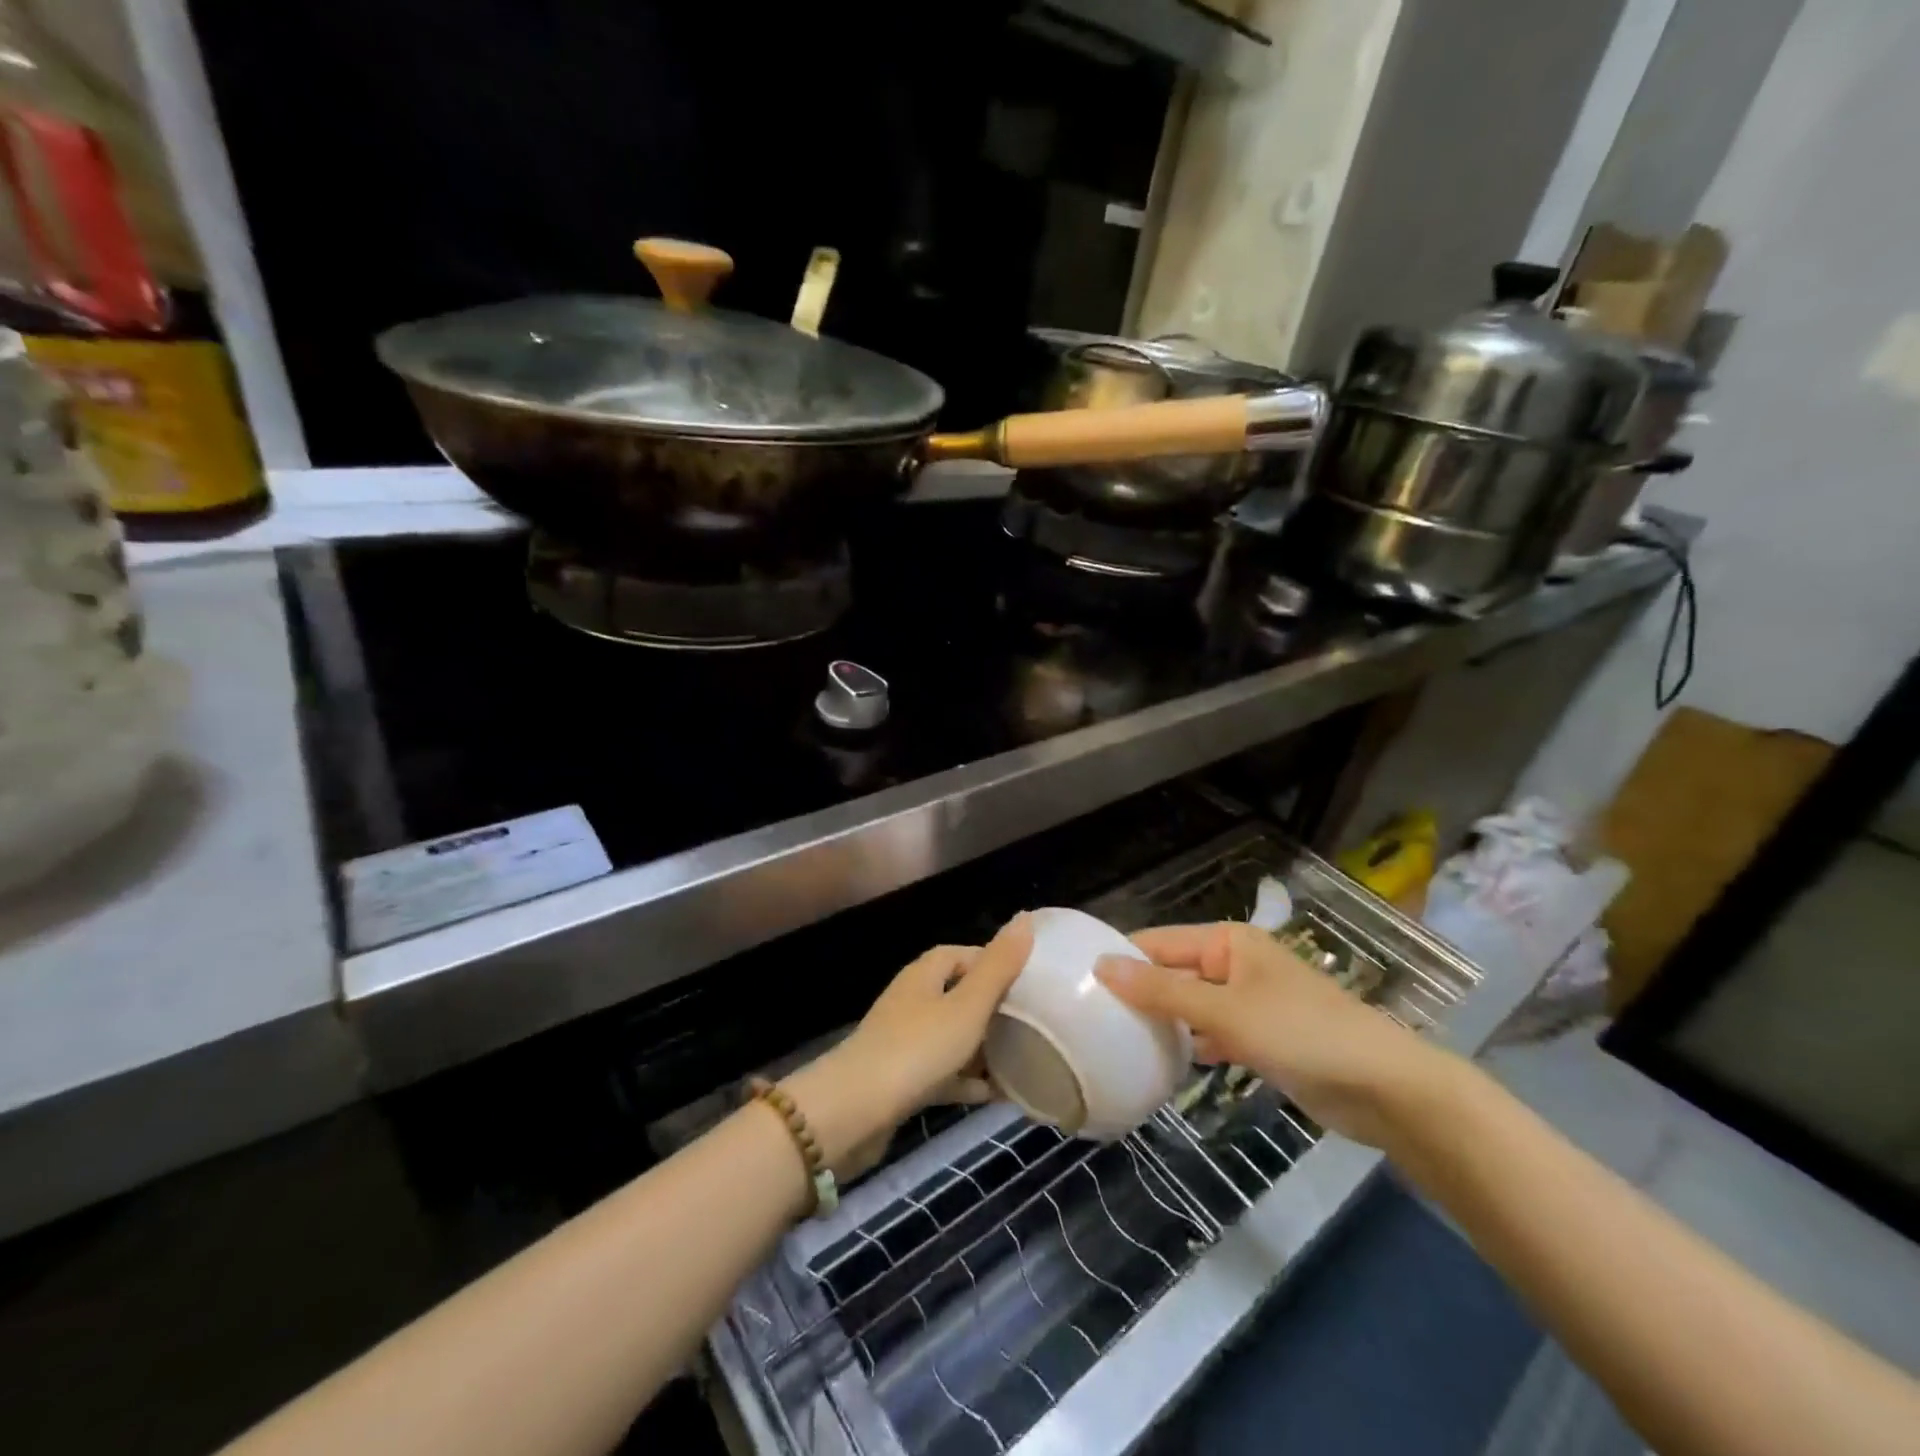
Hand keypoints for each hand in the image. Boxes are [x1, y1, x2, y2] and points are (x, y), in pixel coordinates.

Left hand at [785, 915, 1032, 1176]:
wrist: (855, 1111)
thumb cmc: (917, 1049)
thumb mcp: (968, 1005)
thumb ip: (998, 966)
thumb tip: (1026, 918)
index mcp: (924, 975)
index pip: (960, 954)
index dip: (991, 961)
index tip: (1026, 979)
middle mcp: (911, 1001)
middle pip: (956, 994)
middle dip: (992, 1006)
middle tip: (1030, 1021)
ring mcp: (902, 1041)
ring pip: (950, 1035)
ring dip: (981, 1046)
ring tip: (1020, 1058)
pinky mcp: (899, 1080)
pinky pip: (941, 1072)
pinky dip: (966, 1079)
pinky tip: (993, 1094)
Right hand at [1095, 921, 1449, 1146]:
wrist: (1385, 1089)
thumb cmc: (1301, 1034)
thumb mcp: (1224, 1010)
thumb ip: (1161, 990)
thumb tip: (1101, 965)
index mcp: (1229, 941)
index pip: (1160, 941)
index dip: (1122, 958)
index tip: (1079, 981)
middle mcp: (1237, 964)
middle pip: (1174, 972)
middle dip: (1139, 992)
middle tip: (1092, 1018)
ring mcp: (1251, 1002)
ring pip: (1192, 1005)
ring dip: (1163, 1020)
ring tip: (1116, 1039)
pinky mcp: (1263, 1038)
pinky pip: (1213, 1033)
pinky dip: (1191, 1044)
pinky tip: (1163, 1062)